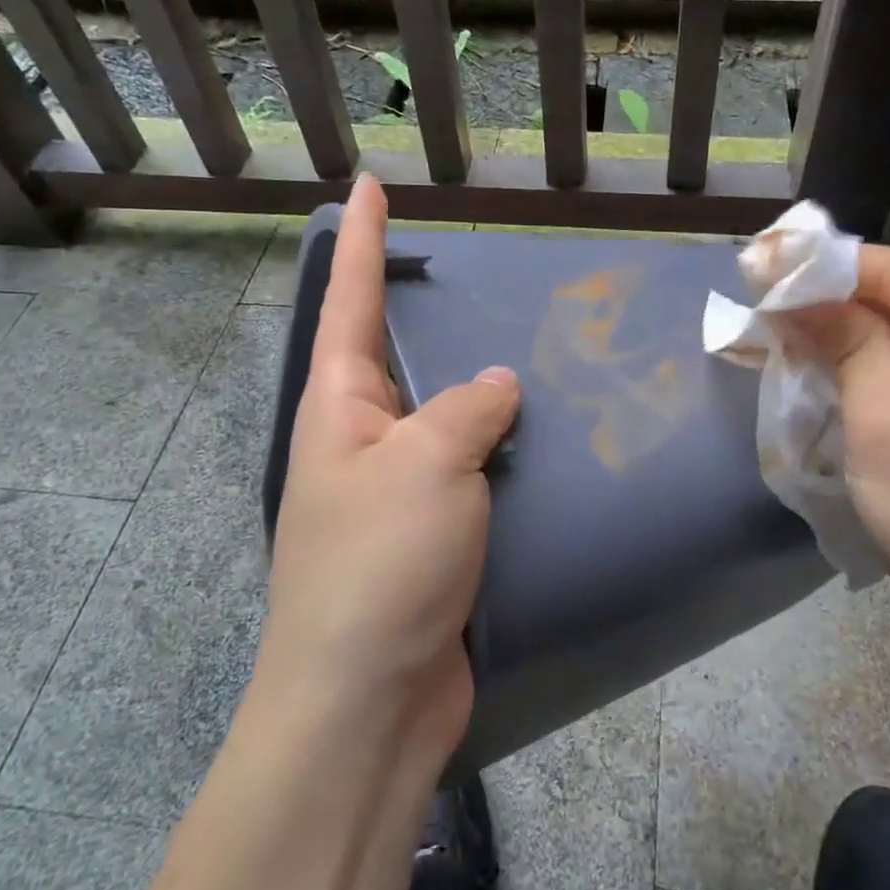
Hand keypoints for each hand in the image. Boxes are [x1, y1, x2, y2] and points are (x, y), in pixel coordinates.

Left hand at [259, 174, 519, 762]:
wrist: (369, 704)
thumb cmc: (380, 565)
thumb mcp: (425, 464)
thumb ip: (466, 409)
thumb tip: (497, 385)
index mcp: (340, 407)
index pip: (351, 301)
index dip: (364, 240)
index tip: (372, 185)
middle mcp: (364, 441)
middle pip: (399, 356)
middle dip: (427, 311)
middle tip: (478, 272)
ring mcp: (399, 492)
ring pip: (446, 417)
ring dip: (482, 389)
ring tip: (537, 348)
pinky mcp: (434, 537)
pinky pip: (473, 473)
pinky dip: (504, 451)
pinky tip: (549, 437)